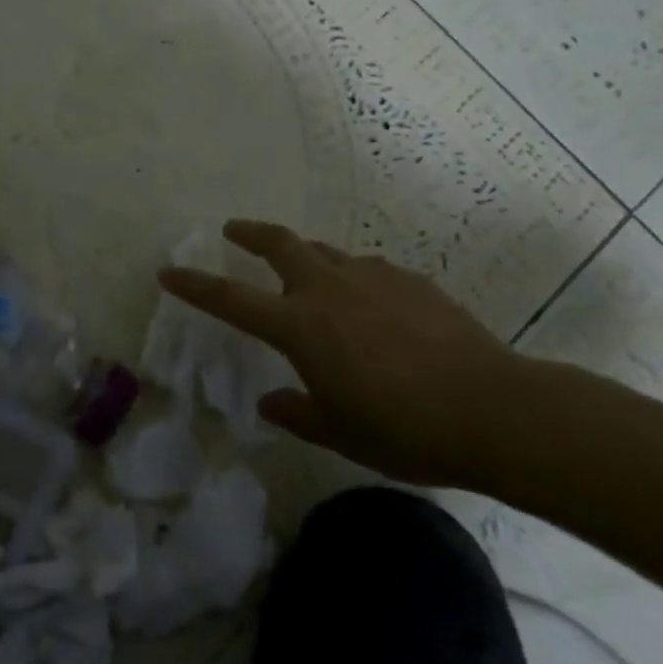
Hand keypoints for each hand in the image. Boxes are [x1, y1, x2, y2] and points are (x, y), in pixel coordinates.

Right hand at [158, 220, 533, 487]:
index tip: (168, 271)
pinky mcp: (408, 279)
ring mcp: (371, 277)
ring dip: (305, 257)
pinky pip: (367, 270)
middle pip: (278, 243)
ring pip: (324, 252)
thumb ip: (298, 412)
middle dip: (249, 233)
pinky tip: (370, 306)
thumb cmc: (405, 429)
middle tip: (233, 230)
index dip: (195, 285)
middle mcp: (327, 289)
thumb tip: (271, 401)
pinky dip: (353, 279)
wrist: (494, 409)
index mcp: (300, 326)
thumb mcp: (342, 432)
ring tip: (306, 276)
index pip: (231, 299)